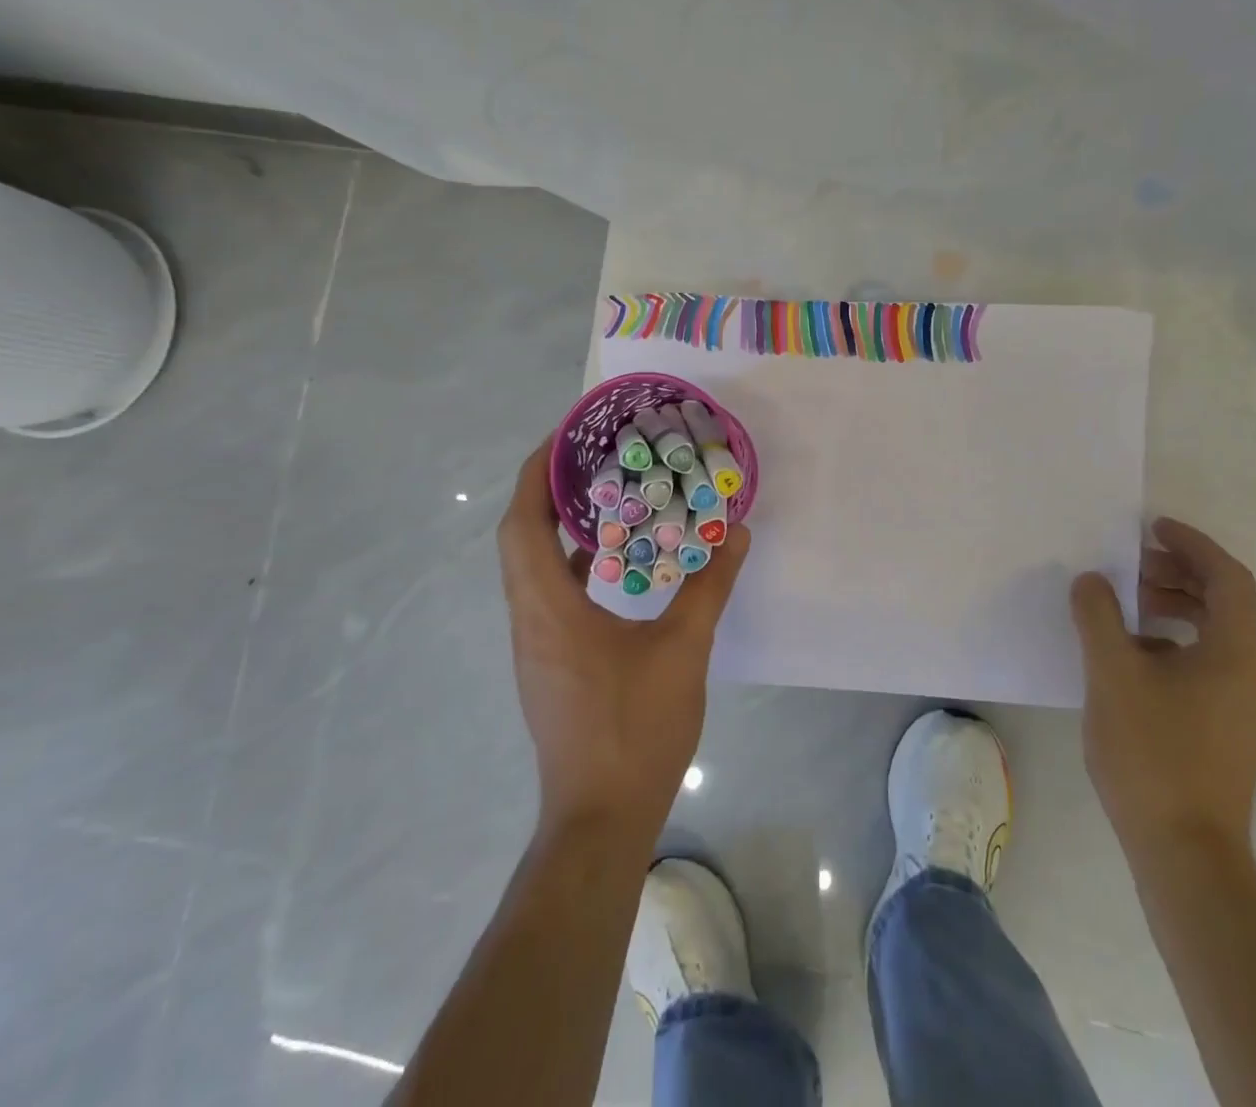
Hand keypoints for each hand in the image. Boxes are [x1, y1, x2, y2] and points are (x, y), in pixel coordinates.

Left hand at [497, 440, 750, 846]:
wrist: (600, 818)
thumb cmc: (635, 729)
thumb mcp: (683, 651)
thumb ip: (709, 588)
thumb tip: (735, 535)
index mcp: (548, 608)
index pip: (522, 524)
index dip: (535, 474)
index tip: (564, 438)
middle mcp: (529, 620)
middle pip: (520, 539)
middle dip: (547, 491)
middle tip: (590, 458)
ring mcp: (535, 646)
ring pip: (532, 569)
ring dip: (557, 530)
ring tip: (603, 499)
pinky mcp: (549, 665)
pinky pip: (549, 596)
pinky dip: (571, 567)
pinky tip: (612, 566)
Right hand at [1068, 518, 1255, 867]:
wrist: (1184, 850)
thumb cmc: (1152, 753)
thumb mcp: (1112, 673)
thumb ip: (1098, 616)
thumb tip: (1091, 579)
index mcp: (1236, 652)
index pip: (1228, 577)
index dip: (1192, 544)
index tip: (1151, 527)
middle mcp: (1250, 672)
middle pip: (1227, 601)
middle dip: (1180, 572)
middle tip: (1132, 563)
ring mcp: (1241, 703)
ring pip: (1216, 632)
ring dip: (1175, 605)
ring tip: (1127, 603)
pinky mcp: (1225, 726)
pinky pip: (1206, 660)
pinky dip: (1173, 639)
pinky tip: (1132, 653)